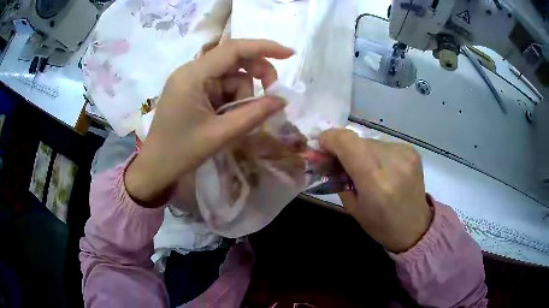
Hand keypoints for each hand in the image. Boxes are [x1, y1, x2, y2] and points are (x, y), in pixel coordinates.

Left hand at [124, 39, 293, 206]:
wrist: (155, 167)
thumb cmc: (181, 152)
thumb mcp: (221, 134)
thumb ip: (253, 115)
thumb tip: (282, 100)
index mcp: (193, 75)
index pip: (234, 49)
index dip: (264, 48)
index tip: (289, 55)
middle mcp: (191, 71)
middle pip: (234, 60)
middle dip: (256, 75)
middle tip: (270, 97)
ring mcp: (191, 80)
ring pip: (230, 76)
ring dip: (242, 95)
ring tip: (235, 121)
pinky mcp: (192, 90)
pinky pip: (221, 87)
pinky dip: (231, 100)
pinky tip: (227, 119)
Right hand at [319, 129, 432, 252]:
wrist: (415, 226)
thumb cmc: (380, 224)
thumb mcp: (352, 206)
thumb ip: (338, 177)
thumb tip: (326, 154)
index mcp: (376, 183)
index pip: (349, 144)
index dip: (331, 138)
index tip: (322, 145)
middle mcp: (393, 163)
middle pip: (358, 141)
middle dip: (344, 148)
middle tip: (340, 162)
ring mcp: (405, 154)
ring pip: (370, 141)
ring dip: (361, 151)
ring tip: (366, 169)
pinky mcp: (412, 150)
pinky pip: (384, 144)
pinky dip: (376, 153)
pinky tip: (382, 168)